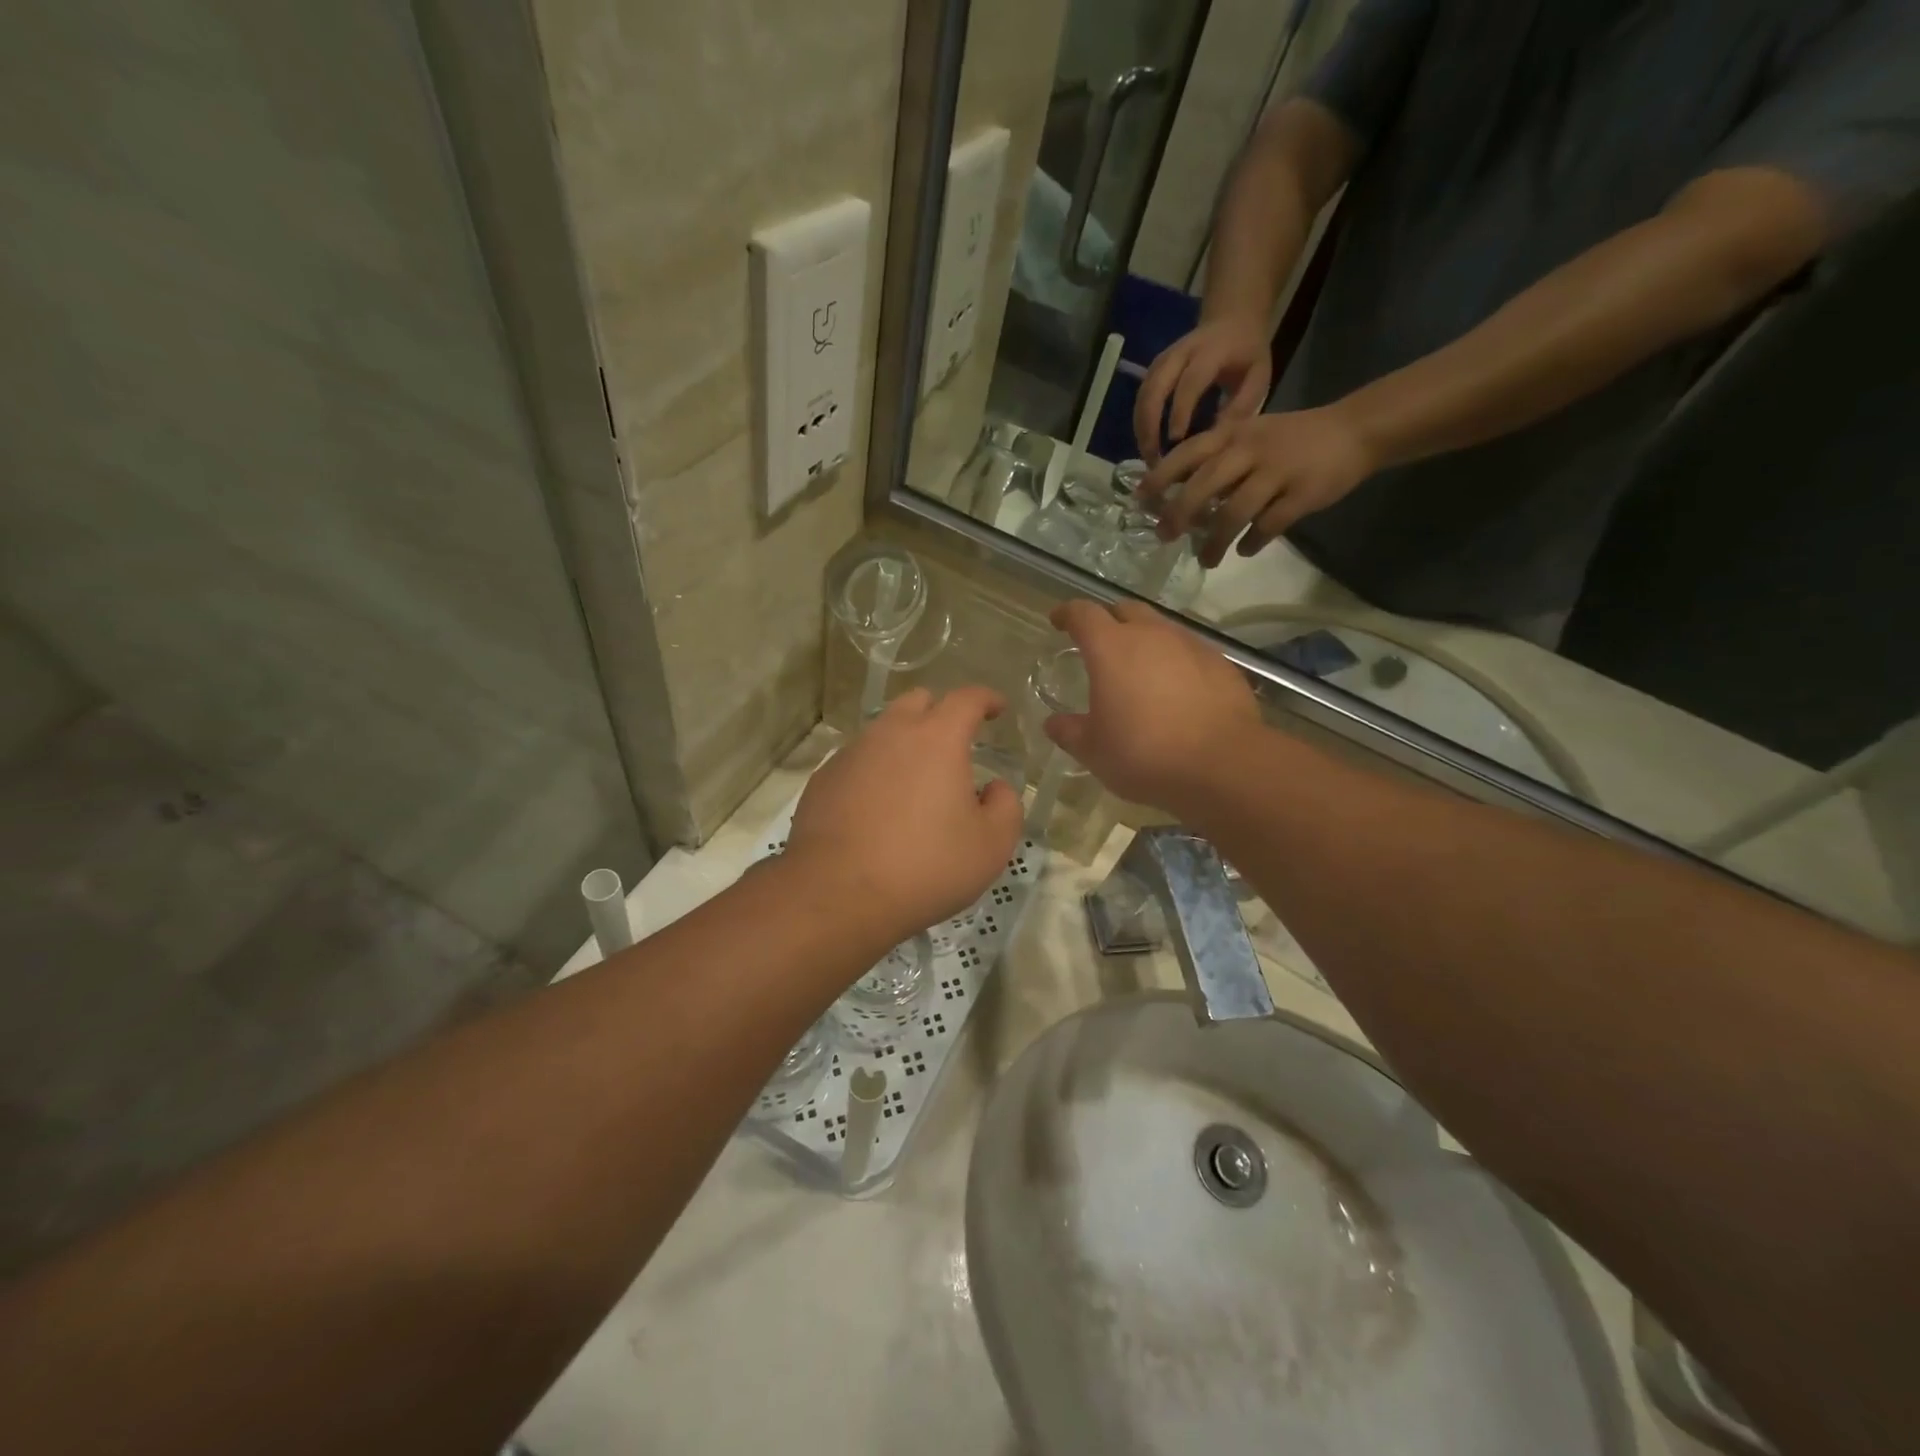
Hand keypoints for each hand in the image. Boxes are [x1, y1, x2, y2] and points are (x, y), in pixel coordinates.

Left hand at [787, 686, 1022, 945]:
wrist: (837, 895)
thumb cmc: (925, 867)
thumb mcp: (990, 846)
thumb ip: (1005, 806)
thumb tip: (995, 787)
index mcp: (937, 739)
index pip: (967, 698)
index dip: (987, 698)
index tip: (998, 708)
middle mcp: (891, 733)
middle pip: (918, 701)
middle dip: (941, 712)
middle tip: (955, 741)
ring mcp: (851, 754)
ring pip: (884, 731)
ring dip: (905, 743)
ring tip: (916, 780)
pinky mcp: (823, 779)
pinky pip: (857, 761)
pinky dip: (875, 771)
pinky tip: (878, 807)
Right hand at [1043, 600, 1260, 815]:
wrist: (1222, 765)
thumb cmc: (1144, 754)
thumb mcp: (1094, 750)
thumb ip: (1069, 731)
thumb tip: (1054, 723)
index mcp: (1111, 648)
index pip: (1083, 614)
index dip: (1067, 614)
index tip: (1058, 621)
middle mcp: (1151, 635)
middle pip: (1125, 610)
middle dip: (1108, 620)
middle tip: (1100, 644)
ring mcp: (1191, 645)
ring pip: (1161, 628)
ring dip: (1145, 640)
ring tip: (1140, 669)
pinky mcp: (1221, 664)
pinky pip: (1190, 651)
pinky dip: (1176, 661)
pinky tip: (1177, 689)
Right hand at [1134, 316, 1272, 464]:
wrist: (1232, 320)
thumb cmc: (1247, 354)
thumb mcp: (1259, 376)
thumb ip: (1242, 405)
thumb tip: (1216, 437)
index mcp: (1211, 351)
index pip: (1190, 382)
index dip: (1181, 411)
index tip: (1177, 442)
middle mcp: (1180, 352)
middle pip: (1155, 388)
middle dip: (1150, 425)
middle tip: (1153, 458)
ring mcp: (1162, 359)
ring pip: (1143, 395)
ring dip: (1141, 428)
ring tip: (1148, 456)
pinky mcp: (1153, 369)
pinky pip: (1141, 398)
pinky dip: (1141, 423)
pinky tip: (1147, 443)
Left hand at [1138, 406, 1374, 567]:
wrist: (1355, 431)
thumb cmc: (1291, 439)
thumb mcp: (1249, 436)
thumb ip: (1217, 461)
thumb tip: (1177, 496)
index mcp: (1234, 434)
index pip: (1187, 453)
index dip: (1160, 476)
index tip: (1140, 500)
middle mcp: (1250, 450)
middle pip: (1205, 485)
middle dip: (1179, 513)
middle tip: (1164, 536)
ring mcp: (1277, 472)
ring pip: (1234, 512)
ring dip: (1214, 541)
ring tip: (1206, 559)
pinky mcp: (1302, 495)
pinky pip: (1269, 526)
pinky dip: (1252, 542)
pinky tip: (1245, 551)